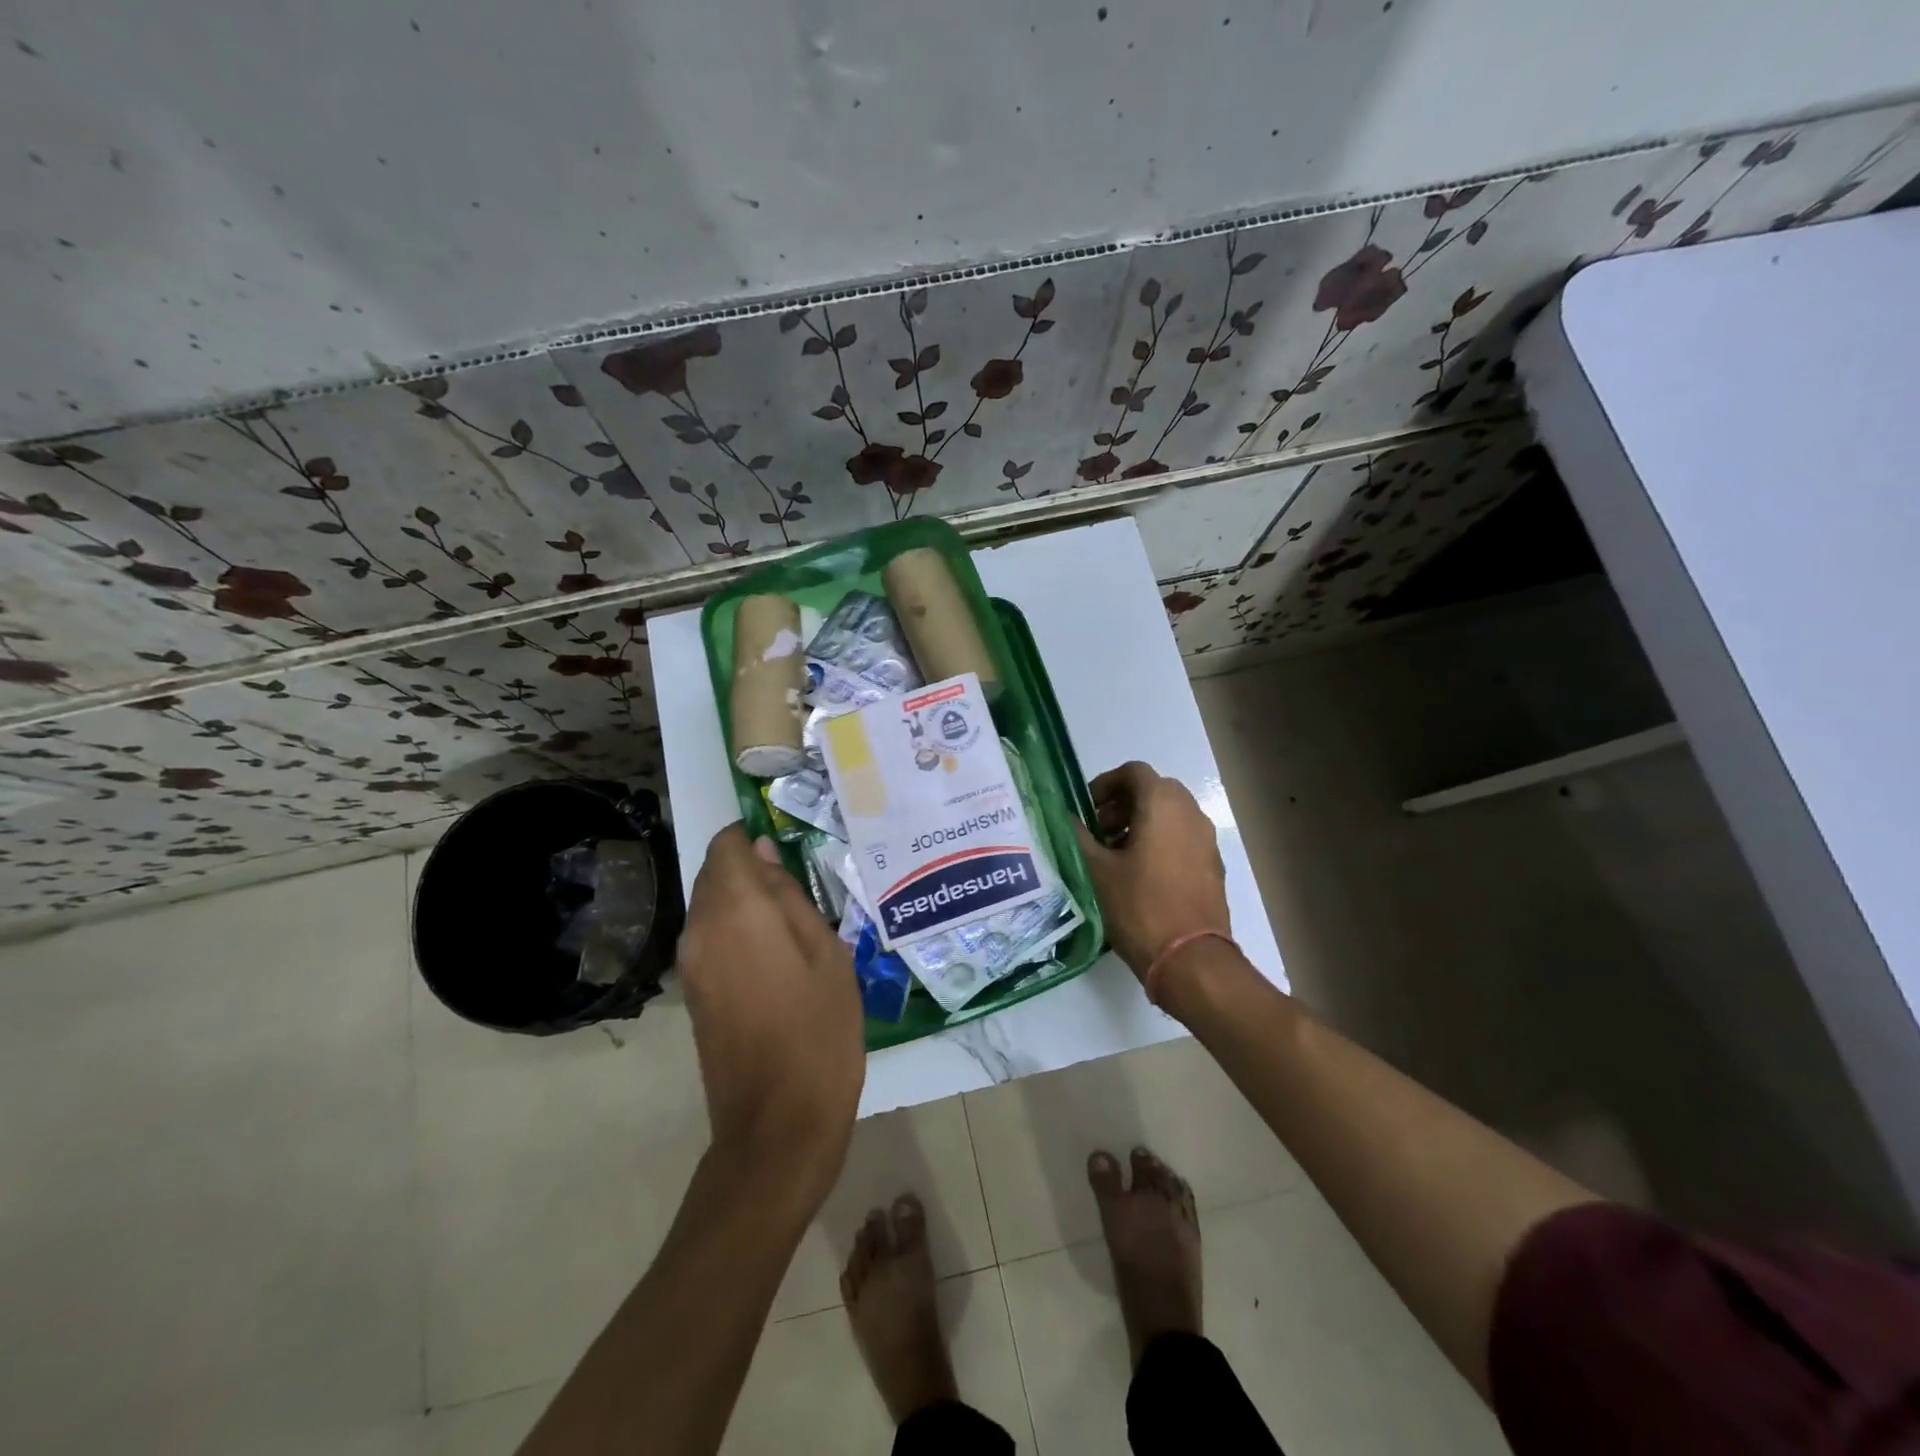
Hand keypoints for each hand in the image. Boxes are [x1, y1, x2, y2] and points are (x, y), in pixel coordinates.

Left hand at [678, 825, 864, 1198]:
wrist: (778, 1125)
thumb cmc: (819, 1032)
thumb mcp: (827, 954)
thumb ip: (791, 897)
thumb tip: (766, 855)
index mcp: (735, 911)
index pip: (727, 845)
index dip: (755, 838)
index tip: (792, 852)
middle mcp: (700, 929)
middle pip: (715, 874)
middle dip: (752, 869)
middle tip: (804, 889)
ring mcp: (690, 964)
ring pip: (712, 906)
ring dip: (746, 902)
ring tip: (796, 923)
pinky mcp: (692, 992)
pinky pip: (711, 938)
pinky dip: (738, 930)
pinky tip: (777, 955)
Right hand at [1075, 761, 1230, 982]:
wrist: (1191, 959)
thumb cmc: (1139, 907)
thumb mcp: (1097, 870)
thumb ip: (1078, 836)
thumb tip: (1064, 817)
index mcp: (1162, 805)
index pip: (1133, 772)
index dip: (1106, 784)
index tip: (1087, 810)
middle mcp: (1190, 813)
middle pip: (1153, 790)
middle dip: (1122, 805)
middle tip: (1099, 832)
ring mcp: (1206, 840)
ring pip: (1170, 814)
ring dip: (1140, 823)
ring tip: (1115, 856)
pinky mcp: (1212, 865)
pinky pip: (1183, 838)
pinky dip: (1160, 842)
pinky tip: (1140, 876)